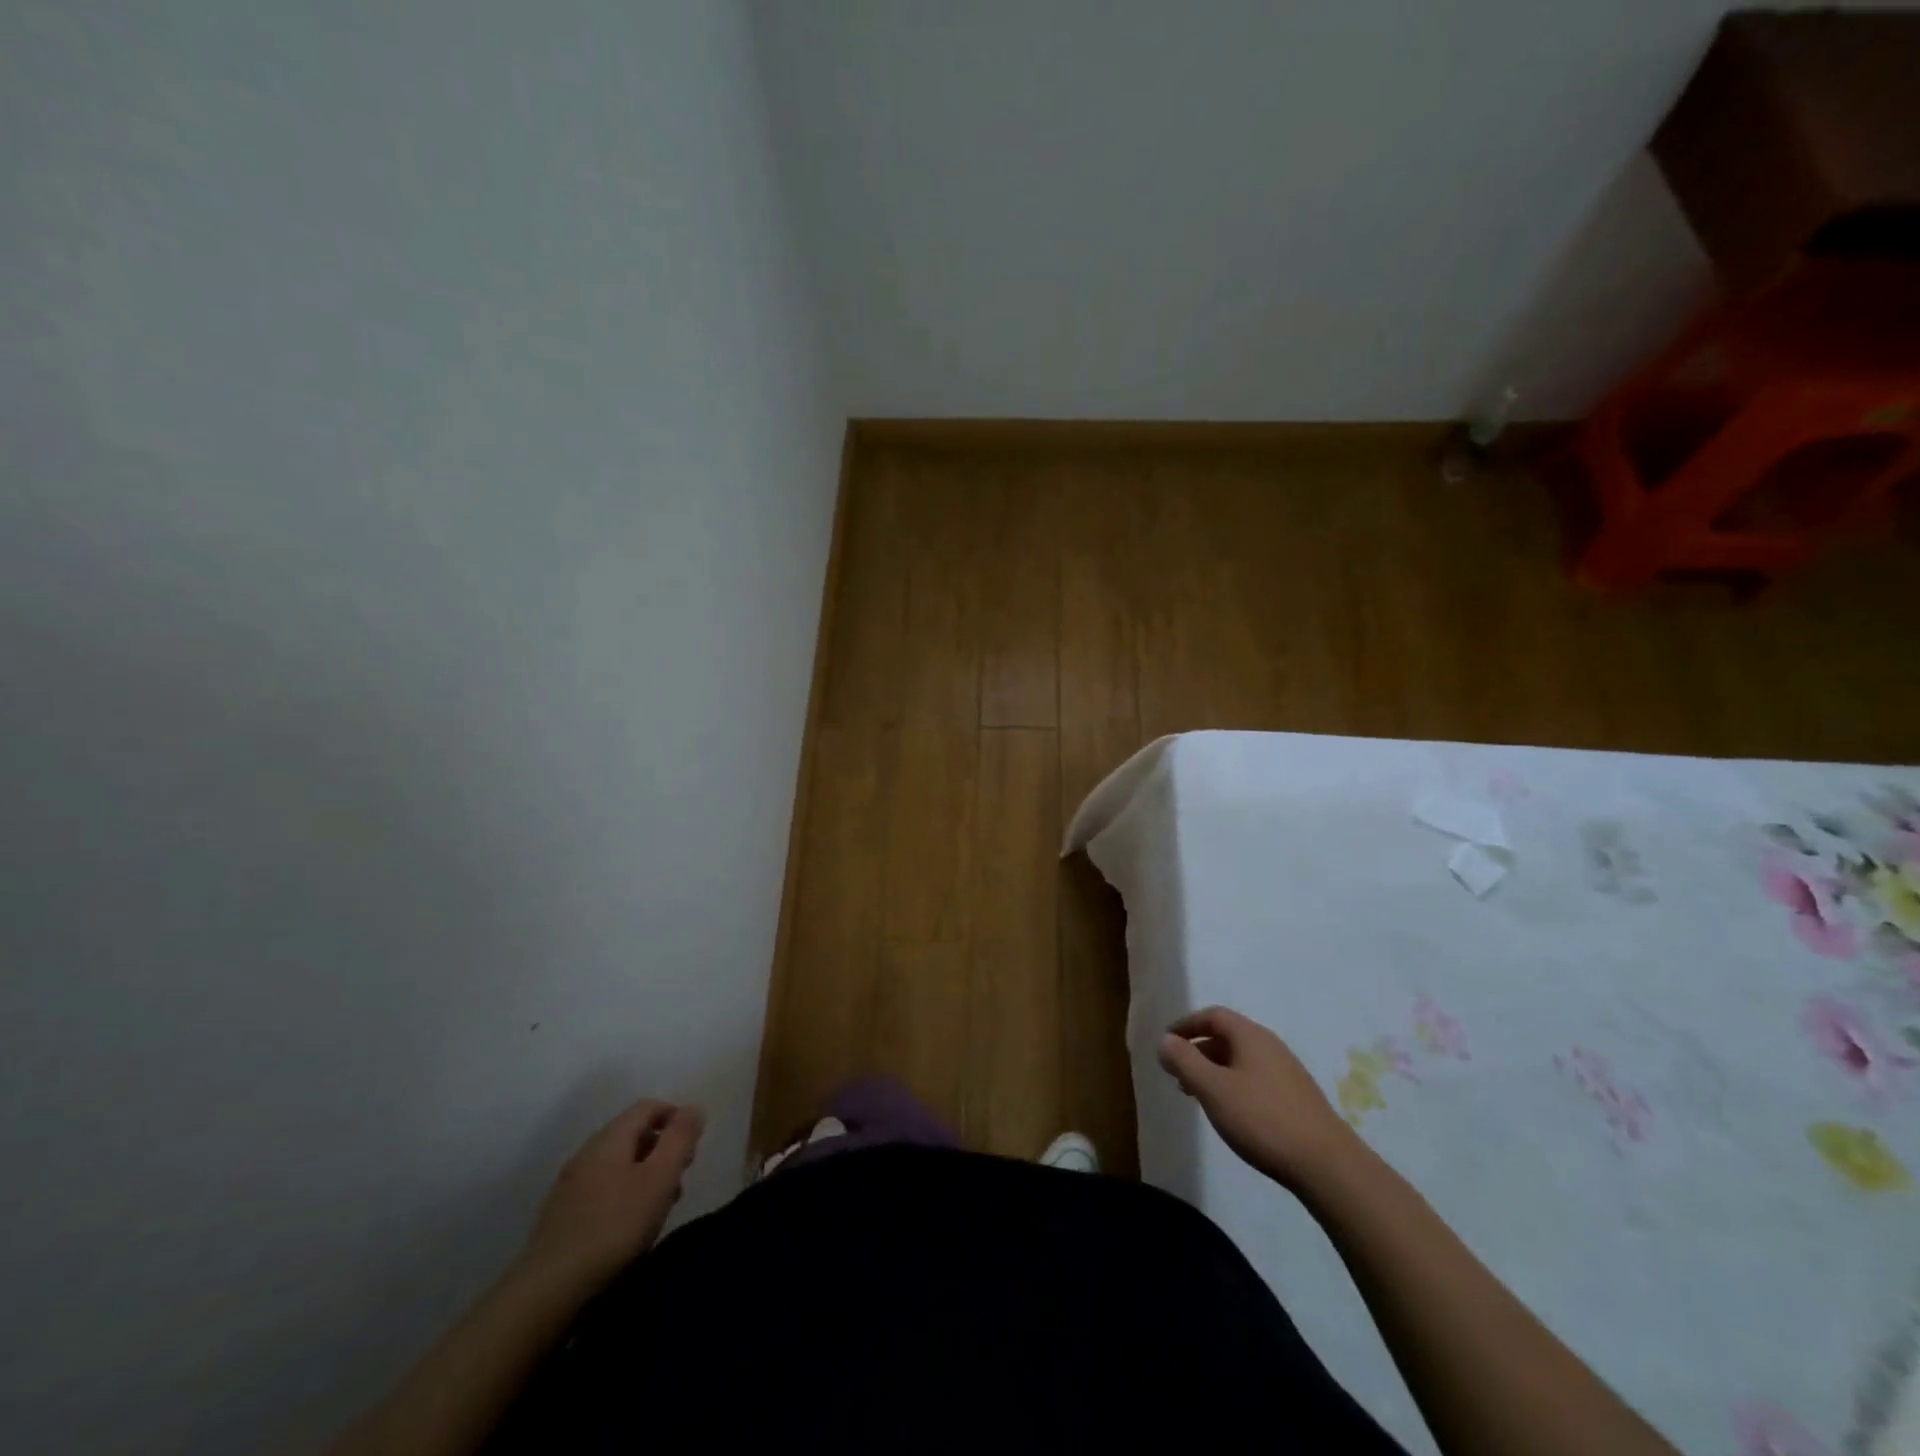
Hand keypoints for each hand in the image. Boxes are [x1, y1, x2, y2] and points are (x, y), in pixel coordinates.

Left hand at [519, 1099, 702, 1291]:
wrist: (547, 1293)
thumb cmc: (614, 1228)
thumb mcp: (660, 1178)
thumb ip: (680, 1139)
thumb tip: (693, 1108)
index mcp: (610, 1138)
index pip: (647, 1107)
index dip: (674, 1117)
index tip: (693, 1144)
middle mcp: (586, 1153)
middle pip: (631, 1135)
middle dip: (661, 1149)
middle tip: (680, 1177)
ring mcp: (569, 1186)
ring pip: (617, 1165)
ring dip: (644, 1174)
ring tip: (660, 1206)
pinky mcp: (560, 1217)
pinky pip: (601, 1190)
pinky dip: (623, 1196)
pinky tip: (629, 1227)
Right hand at [1158, 1006, 1357, 1190]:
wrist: (1327, 1165)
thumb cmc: (1262, 1119)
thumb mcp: (1213, 1088)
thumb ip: (1184, 1061)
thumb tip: (1165, 1040)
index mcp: (1251, 1036)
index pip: (1213, 1016)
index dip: (1186, 1024)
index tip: (1166, 1041)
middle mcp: (1270, 1046)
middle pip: (1227, 1037)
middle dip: (1198, 1051)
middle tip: (1176, 1073)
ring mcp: (1286, 1073)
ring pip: (1240, 1061)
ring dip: (1214, 1071)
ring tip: (1196, 1095)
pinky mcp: (1296, 1099)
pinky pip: (1254, 1079)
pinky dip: (1232, 1086)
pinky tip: (1229, 1113)